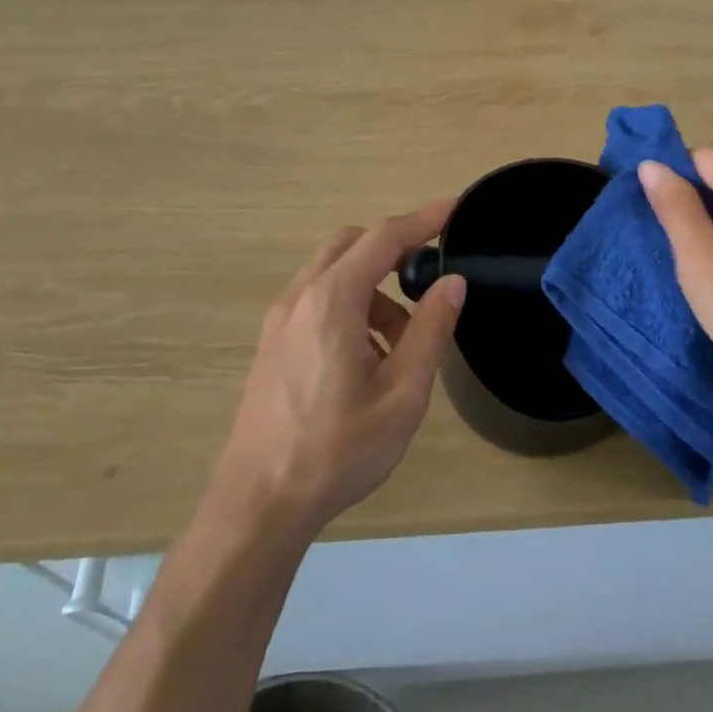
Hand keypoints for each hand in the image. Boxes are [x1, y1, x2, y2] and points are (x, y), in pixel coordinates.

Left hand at [211, 202, 466, 537]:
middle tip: (428, 278)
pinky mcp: (272, 344)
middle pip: (351, 245)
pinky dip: (350, 306)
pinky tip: (367, 359)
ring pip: (332, 274)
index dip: (422, 219)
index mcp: (332, 300)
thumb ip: (430, 330)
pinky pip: (317, 301)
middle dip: (393, 250)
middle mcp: (300, 297)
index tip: (455, 207)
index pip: (383, 238)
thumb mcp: (402, 394)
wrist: (257, 504)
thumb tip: (451, 281)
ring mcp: (280, 321)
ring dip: (373, 288)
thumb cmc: (337, 450)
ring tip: (402, 343)